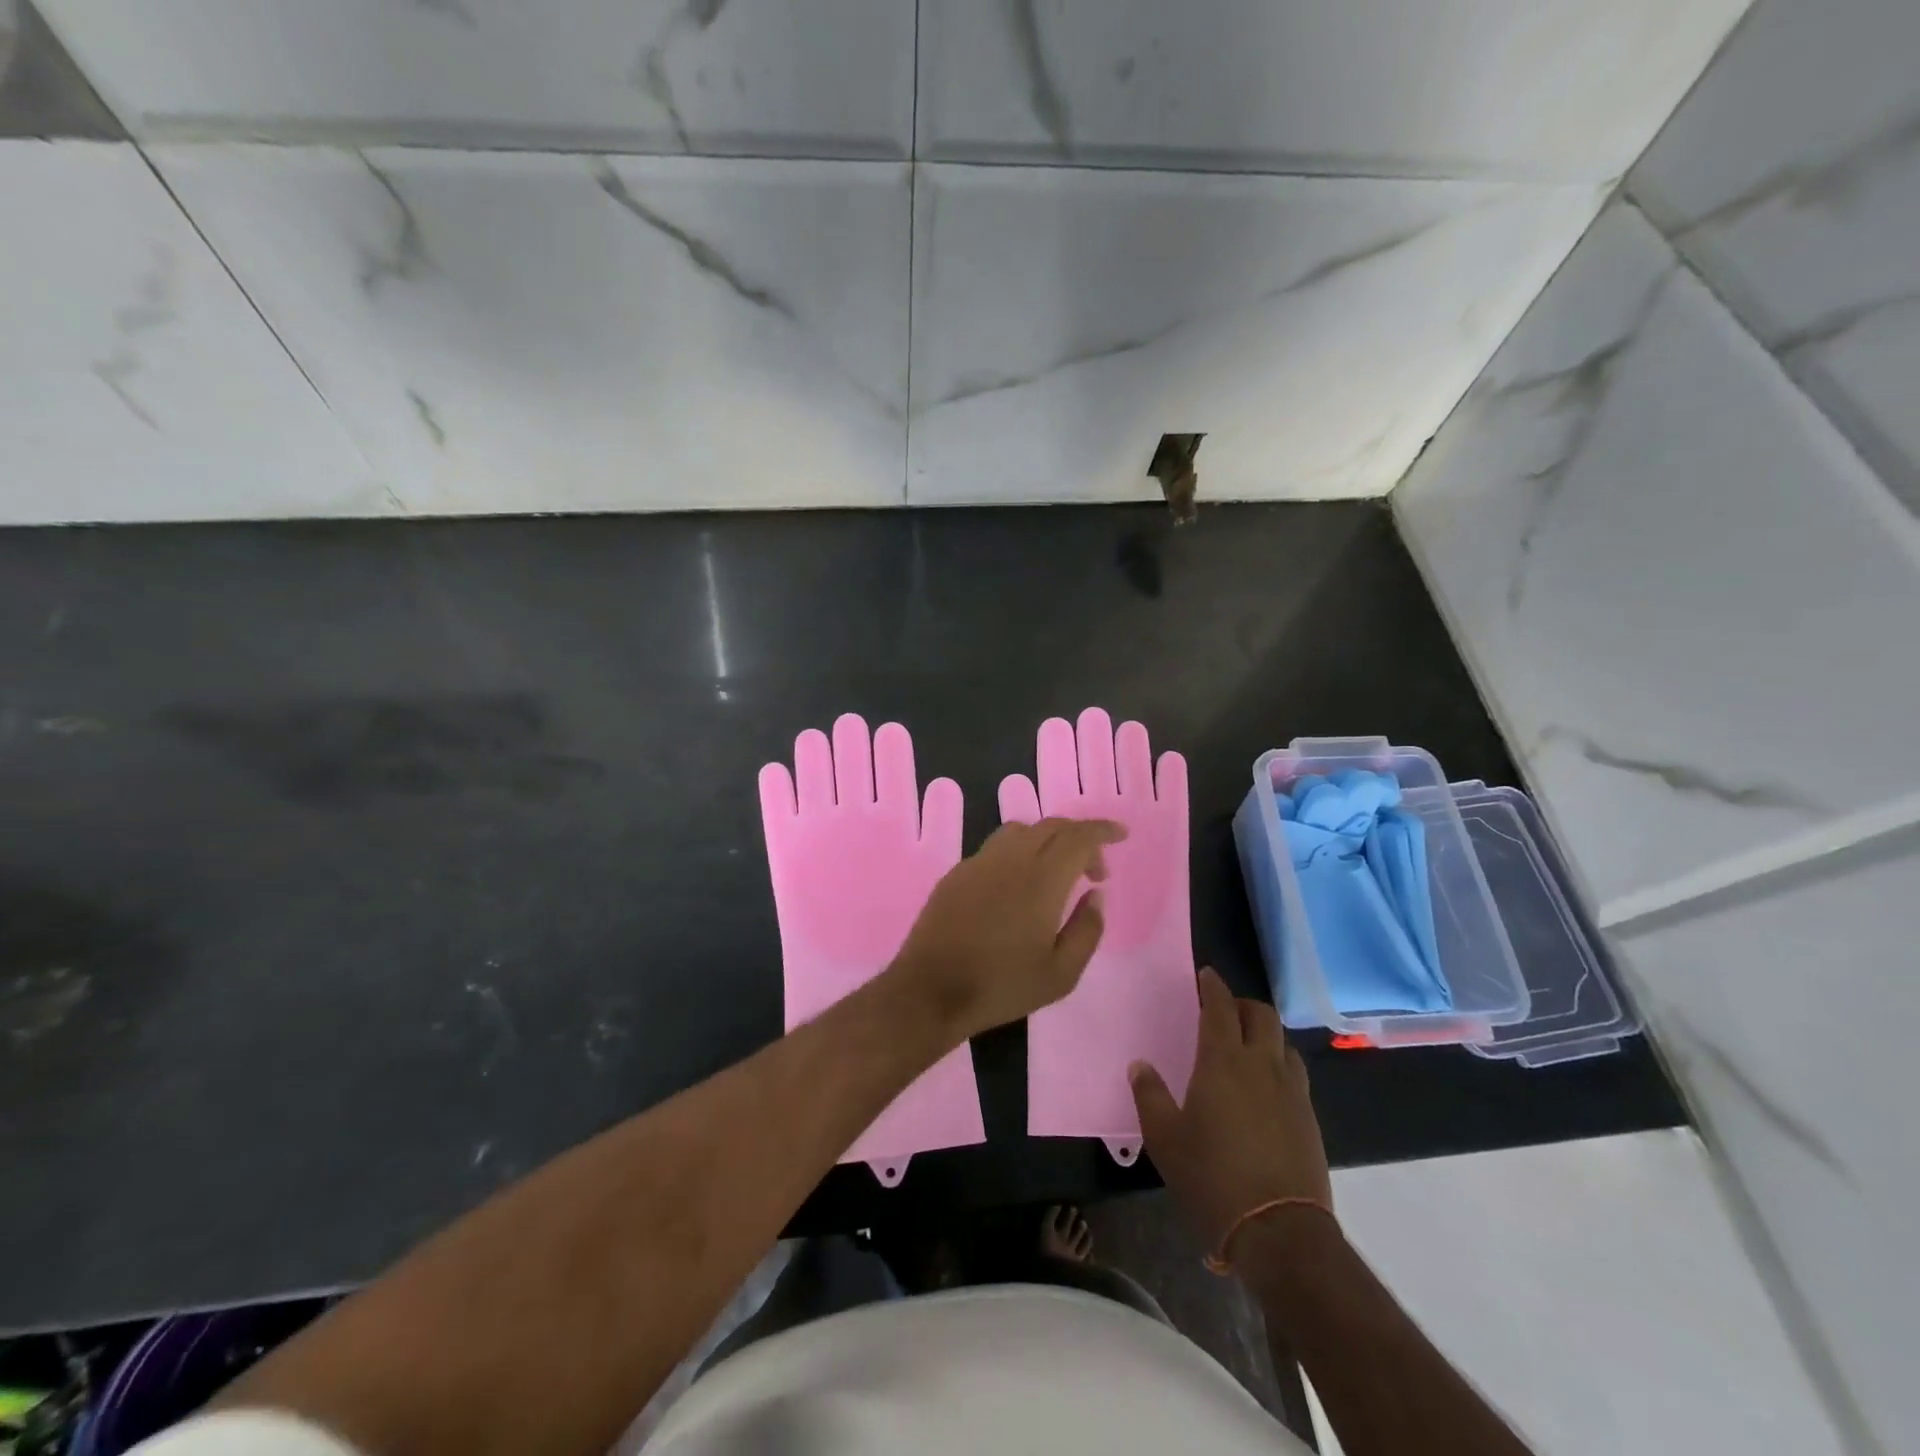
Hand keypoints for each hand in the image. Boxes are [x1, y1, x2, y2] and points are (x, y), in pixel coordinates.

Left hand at [889, 817, 1125, 1041]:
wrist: (931, 990)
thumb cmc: (1002, 986)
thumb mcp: (1061, 973)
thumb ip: (1087, 929)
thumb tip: (1096, 895)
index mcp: (1041, 878)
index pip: (1078, 836)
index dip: (1102, 830)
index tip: (1121, 835)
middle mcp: (1010, 858)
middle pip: (1051, 826)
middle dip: (1080, 838)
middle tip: (1094, 871)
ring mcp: (979, 862)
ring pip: (1021, 831)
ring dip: (1048, 841)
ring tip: (1057, 873)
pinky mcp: (957, 873)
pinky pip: (996, 848)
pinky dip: (1020, 852)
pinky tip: (1019, 885)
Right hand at [1130, 969, 1332, 1256]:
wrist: (1280, 1231)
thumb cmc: (1212, 1177)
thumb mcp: (1165, 1138)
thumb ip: (1149, 1095)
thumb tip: (1140, 1065)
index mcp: (1223, 1061)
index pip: (1220, 1007)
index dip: (1213, 986)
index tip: (1206, 975)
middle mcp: (1262, 1064)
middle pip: (1260, 1014)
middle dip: (1242, 1004)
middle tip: (1223, 1011)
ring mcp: (1291, 1090)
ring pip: (1283, 1042)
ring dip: (1264, 1033)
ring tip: (1247, 1046)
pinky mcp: (1309, 1117)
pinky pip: (1295, 1072)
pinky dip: (1279, 1063)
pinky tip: (1266, 1086)